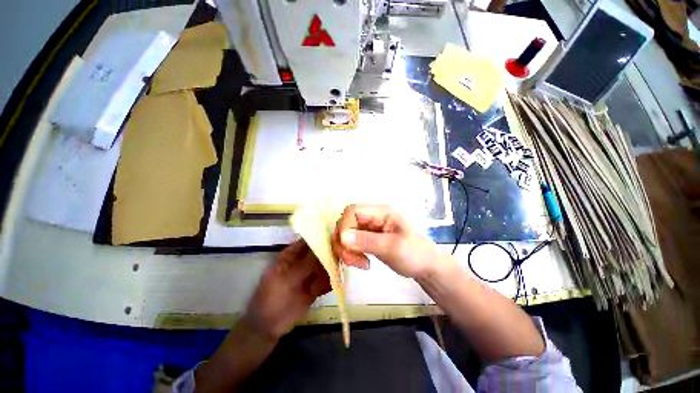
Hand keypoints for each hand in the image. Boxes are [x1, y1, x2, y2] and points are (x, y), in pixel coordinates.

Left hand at [244, 240, 330, 340]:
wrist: (269, 326)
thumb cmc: (274, 297)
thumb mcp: (289, 278)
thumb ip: (308, 263)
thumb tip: (327, 246)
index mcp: (292, 254)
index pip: (309, 239)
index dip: (322, 237)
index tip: (337, 237)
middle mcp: (302, 261)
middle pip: (320, 252)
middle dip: (330, 254)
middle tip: (340, 256)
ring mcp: (309, 274)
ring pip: (325, 265)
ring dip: (331, 269)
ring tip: (331, 274)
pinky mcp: (315, 286)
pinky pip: (327, 280)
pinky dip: (330, 282)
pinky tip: (329, 286)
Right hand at [332, 204, 443, 278]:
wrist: (425, 266)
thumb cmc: (415, 254)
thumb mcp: (394, 248)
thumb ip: (368, 241)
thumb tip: (342, 236)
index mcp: (381, 212)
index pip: (352, 211)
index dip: (344, 226)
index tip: (346, 247)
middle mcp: (373, 217)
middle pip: (346, 223)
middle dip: (344, 242)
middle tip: (353, 261)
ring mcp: (369, 228)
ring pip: (346, 234)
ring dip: (346, 250)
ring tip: (360, 264)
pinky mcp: (367, 239)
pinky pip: (351, 243)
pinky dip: (350, 253)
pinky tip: (361, 262)